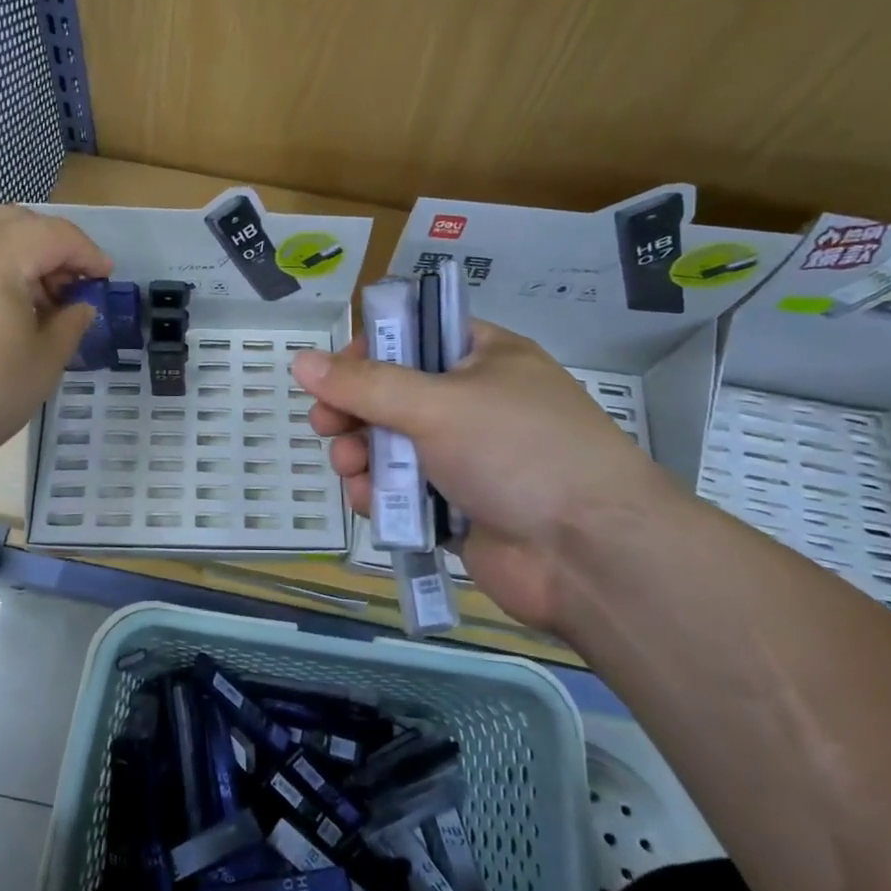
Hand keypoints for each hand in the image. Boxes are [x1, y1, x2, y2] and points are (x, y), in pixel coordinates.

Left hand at [0, 206, 111, 477]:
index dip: (88, 254)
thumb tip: (80, 305)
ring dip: (19, 254)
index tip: (106, 280)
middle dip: (53, 248)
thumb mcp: (44, 361)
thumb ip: (71, 321)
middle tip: (70, 288)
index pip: (55, 234)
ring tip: (34, 301)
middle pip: (19, 221)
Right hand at [293, 321, 677, 627]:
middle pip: (394, 395)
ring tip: (350, 467)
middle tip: (325, 424)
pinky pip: (404, 490)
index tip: (334, 374)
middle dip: (354, 411)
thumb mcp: (437, 404)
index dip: (369, 351)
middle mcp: (474, 403)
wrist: (590, 554)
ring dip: (361, 454)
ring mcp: (467, 458)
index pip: (414, 336)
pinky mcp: (458, 507)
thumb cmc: (517, 452)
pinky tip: (366, 501)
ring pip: (393, 446)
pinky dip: (380, 493)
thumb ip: (364, 385)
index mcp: (483, 358)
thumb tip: (301, 362)